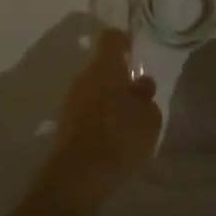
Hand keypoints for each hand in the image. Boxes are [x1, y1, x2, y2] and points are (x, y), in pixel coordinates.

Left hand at [31, 28, 161, 215]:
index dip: (124, 40)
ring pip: (95, 90)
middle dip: (120, 76)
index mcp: (104, 67)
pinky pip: (88, 111)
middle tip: (141, 92)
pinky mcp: (67, 125)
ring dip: (111, 99)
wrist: (78, 177)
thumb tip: (140, 84)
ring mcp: (72, 101)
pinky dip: (102, 118)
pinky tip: (116, 138)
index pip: (111, 38)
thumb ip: (146, 97)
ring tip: (132, 120)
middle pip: (102, 66)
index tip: (136, 48)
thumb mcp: (149, 118)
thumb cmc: (119, 137)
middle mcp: (84, 78)